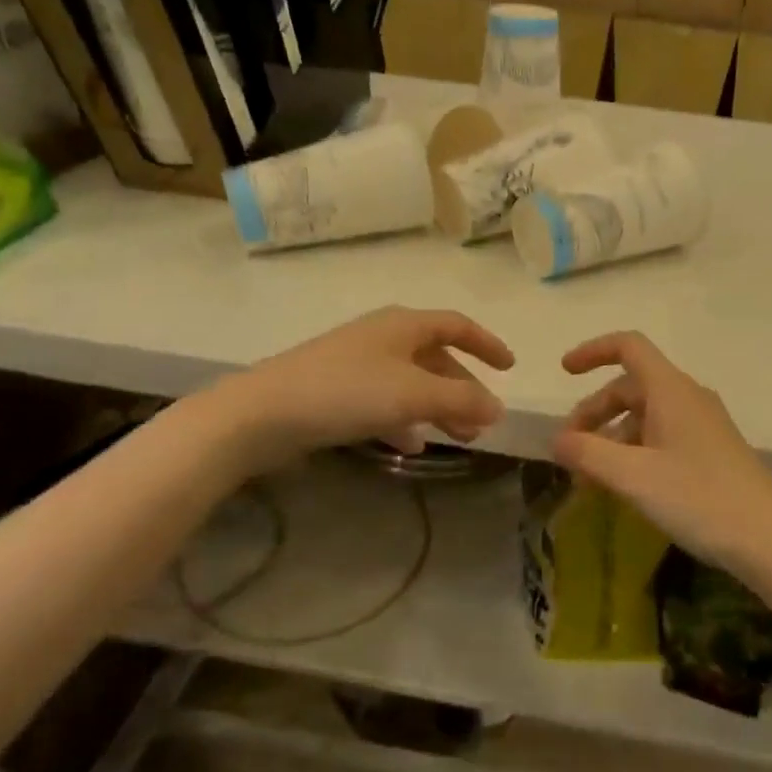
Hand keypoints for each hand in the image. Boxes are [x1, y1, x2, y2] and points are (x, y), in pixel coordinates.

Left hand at [208, 307, 515, 473]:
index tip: (510, 368)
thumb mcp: (413, 394)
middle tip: (483, 421)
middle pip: (436, 358)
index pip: (458, 325)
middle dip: (463, 388)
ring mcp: (357, 364)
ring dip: (438, 408)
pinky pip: (385, 402)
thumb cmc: (346, 391)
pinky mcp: (336, 391)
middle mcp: (383, 337)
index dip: (487, 344)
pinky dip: (405, 420)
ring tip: (458, 438)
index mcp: (404, 325)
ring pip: (412, 383)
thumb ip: (461, 400)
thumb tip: (499, 407)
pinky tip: (412, 445)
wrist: (261, 414)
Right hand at [552, 331, 771, 581]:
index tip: (564, 372)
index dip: (593, 351)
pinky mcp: (711, 451)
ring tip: (590, 481)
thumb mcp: (633, 477)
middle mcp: (688, 398)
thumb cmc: (699, 499)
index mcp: (671, 390)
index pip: (629, 347)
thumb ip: (588, 454)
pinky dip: (634, 453)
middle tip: (569, 451)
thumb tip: (556, 440)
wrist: (769, 540)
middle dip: (594, 413)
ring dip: (612, 439)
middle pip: (630, 387)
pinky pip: (662, 437)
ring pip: (645, 416)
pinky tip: (624, 487)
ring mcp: (703, 425)